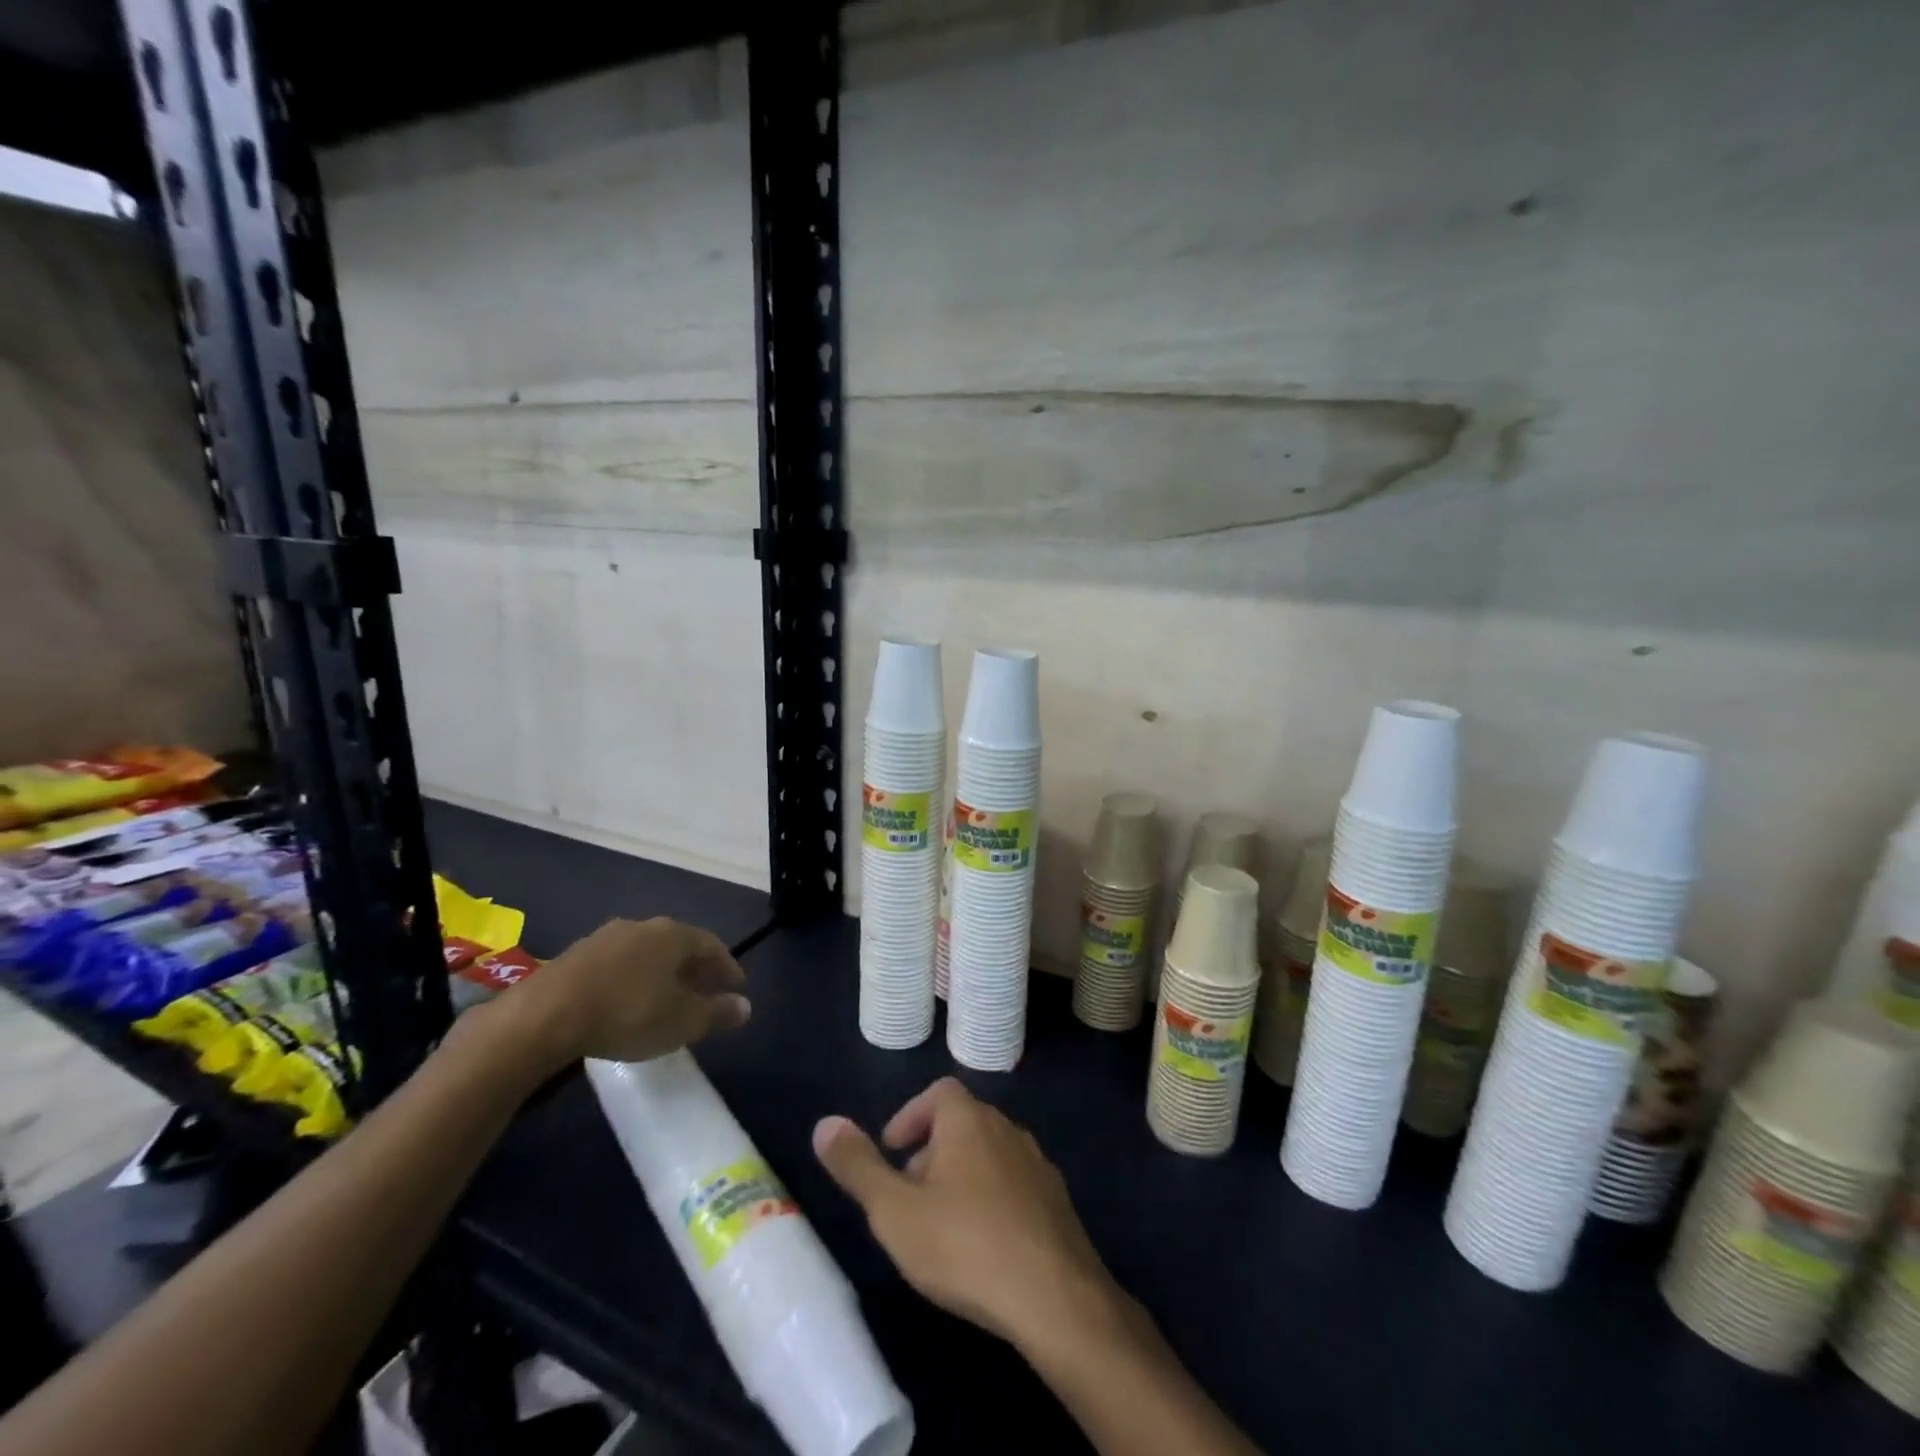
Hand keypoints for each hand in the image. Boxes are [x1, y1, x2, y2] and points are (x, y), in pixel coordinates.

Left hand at [494, 917, 749, 1072]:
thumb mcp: (682, 1022)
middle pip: (679, 944)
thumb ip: (717, 1013)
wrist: (544, 1016)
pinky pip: (617, 963)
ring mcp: (605, 937)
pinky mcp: (575, 955)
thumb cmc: (627, 1014)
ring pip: (646, 952)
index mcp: (674, 935)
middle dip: (694, 968)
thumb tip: (745, 1007)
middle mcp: (643, 926)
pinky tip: (625, 1001)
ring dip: (660, 972)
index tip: (736, 988)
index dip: (727, 967)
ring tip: (664, 999)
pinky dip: (631, 978)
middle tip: (704, 993)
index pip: (712, 944)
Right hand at [813, 1078, 1119, 1352]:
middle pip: (962, 1123)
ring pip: (988, 1155)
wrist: (1055, 1296)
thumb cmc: (964, 1245)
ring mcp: (1036, 1163)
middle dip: (930, 1151)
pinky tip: (982, 1246)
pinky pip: (1014, 1185)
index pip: (938, 1093)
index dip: (910, 1116)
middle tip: (908, 1197)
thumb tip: (824, 1124)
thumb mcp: (895, 1211)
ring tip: (941, 1226)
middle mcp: (1006, 1128)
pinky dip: (991, 1200)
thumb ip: (858, 1166)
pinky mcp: (1056, 1200)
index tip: (892, 1153)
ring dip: (961, 1177)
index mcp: (969, 1120)